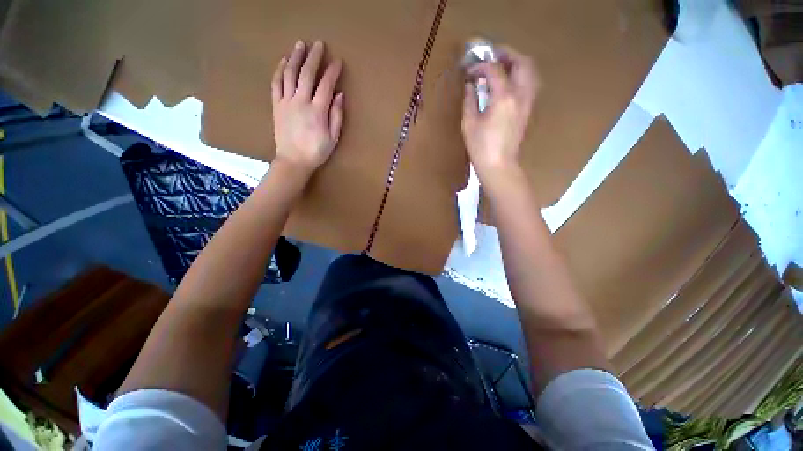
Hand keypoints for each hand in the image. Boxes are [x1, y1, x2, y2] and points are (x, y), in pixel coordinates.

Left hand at [272, 40, 343, 175]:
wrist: (293, 161)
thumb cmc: (316, 151)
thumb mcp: (333, 137)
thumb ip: (336, 115)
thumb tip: (339, 95)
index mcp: (317, 111)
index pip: (325, 85)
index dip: (332, 72)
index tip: (337, 61)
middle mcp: (300, 102)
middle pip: (307, 74)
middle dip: (313, 57)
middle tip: (318, 44)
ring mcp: (286, 102)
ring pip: (289, 74)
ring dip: (295, 57)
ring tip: (300, 45)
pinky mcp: (276, 105)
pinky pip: (276, 83)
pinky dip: (279, 70)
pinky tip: (283, 61)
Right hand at [461, 45, 538, 183]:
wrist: (499, 165)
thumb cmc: (481, 147)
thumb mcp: (469, 124)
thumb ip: (470, 100)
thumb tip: (470, 85)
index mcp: (503, 97)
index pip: (494, 69)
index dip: (481, 66)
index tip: (470, 70)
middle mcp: (520, 95)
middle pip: (521, 62)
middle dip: (507, 54)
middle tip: (492, 55)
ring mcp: (527, 102)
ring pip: (530, 72)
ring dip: (517, 63)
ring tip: (502, 65)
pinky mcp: (528, 110)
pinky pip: (529, 84)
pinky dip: (520, 76)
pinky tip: (509, 82)